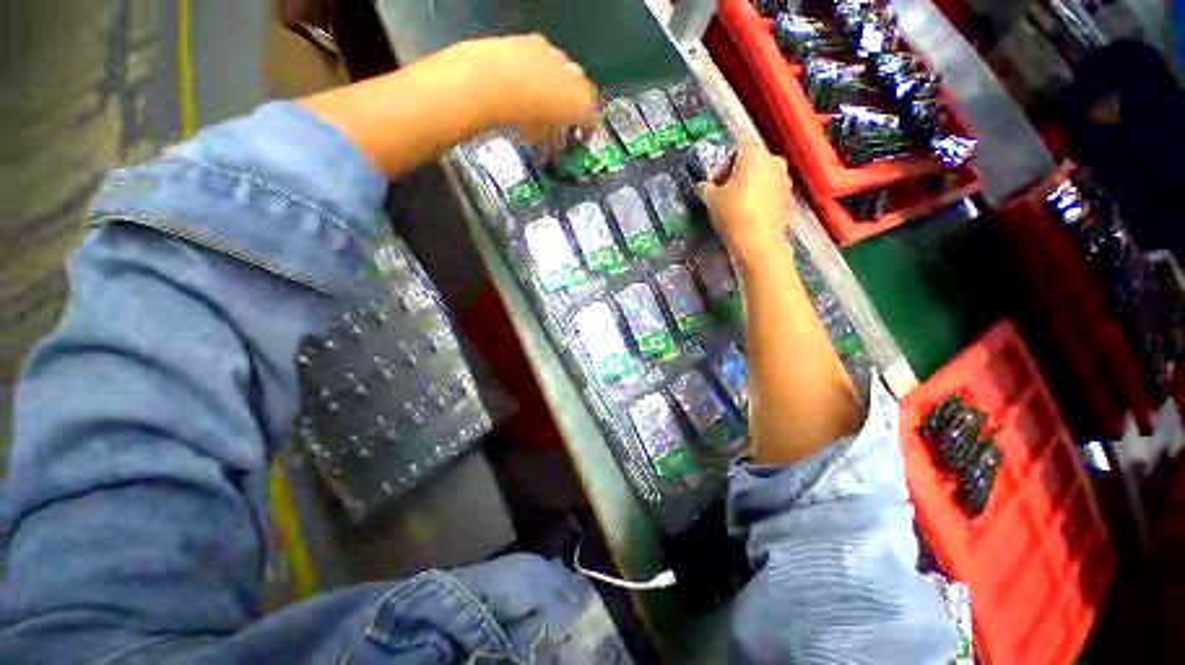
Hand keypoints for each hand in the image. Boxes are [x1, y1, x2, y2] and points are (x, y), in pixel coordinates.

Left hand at [445, 35, 598, 139]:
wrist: (493, 80)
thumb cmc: (522, 118)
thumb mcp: (540, 138)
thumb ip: (551, 140)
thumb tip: (551, 143)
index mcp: (582, 105)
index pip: (593, 119)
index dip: (587, 129)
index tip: (580, 136)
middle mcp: (577, 78)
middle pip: (585, 92)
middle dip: (577, 105)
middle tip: (565, 117)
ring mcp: (558, 57)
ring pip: (567, 73)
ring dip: (561, 85)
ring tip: (544, 96)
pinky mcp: (538, 42)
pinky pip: (547, 58)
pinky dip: (543, 68)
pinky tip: (527, 77)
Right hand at [700, 143, 793, 267]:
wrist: (759, 242)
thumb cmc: (733, 213)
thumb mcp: (711, 199)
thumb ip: (706, 188)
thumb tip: (705, 186)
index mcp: (755, 153)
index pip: (734, 153)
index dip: (720, 169)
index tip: (712, 187)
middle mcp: (774, 160)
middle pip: (751, 165)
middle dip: (736, 178)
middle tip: (723, 196)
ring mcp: (785, 180)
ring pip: (762, 179)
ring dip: (749, 189)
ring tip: (735, 208)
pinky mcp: (789, 199)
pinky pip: (770, 194)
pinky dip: (760, 200)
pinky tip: (748, 216)